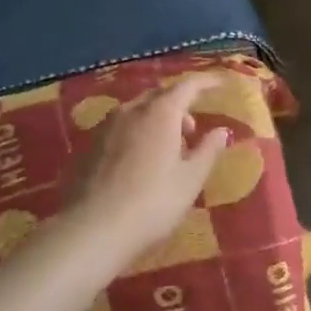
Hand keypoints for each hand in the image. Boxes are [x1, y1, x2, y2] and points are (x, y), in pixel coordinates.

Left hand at [76, 75, 230, 263]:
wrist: (92, 229)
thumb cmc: (152, 203)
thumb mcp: (190, 180)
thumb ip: (208, 150)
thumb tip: (222, 131)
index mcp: (160, 113)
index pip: (187, 85)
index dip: (206, 81)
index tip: (221, 83)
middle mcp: (131, 110)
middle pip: (159, 94)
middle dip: (179, 104)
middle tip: (192, 129)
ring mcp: (106, 126)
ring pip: (137, 110)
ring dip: (156, 119)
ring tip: (167, 149)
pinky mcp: (89, 145)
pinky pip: (119, 127)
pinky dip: (136, 132)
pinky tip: (138, 161)